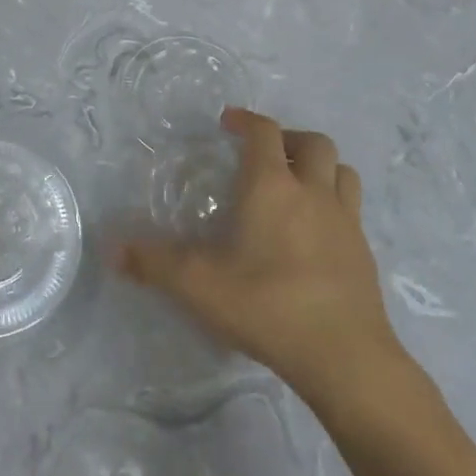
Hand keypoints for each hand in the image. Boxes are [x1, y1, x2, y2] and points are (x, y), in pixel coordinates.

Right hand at [112, 108, 401, 405]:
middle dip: (288, 138)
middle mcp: (313, 192)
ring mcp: (345, 220)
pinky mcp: (363, 251)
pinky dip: (334, 202)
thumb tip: (112, 249)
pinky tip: (317, 231)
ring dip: (320, 166)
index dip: (246, 120)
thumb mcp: (199, 286)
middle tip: (265, 153)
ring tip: (298, 183)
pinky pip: (352, 208)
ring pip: (341, 170)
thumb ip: (154, 263)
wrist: (344, 355)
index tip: (228, 122)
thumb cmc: (267, 306)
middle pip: (313, 142)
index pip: (264, 132)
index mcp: (272, 187)